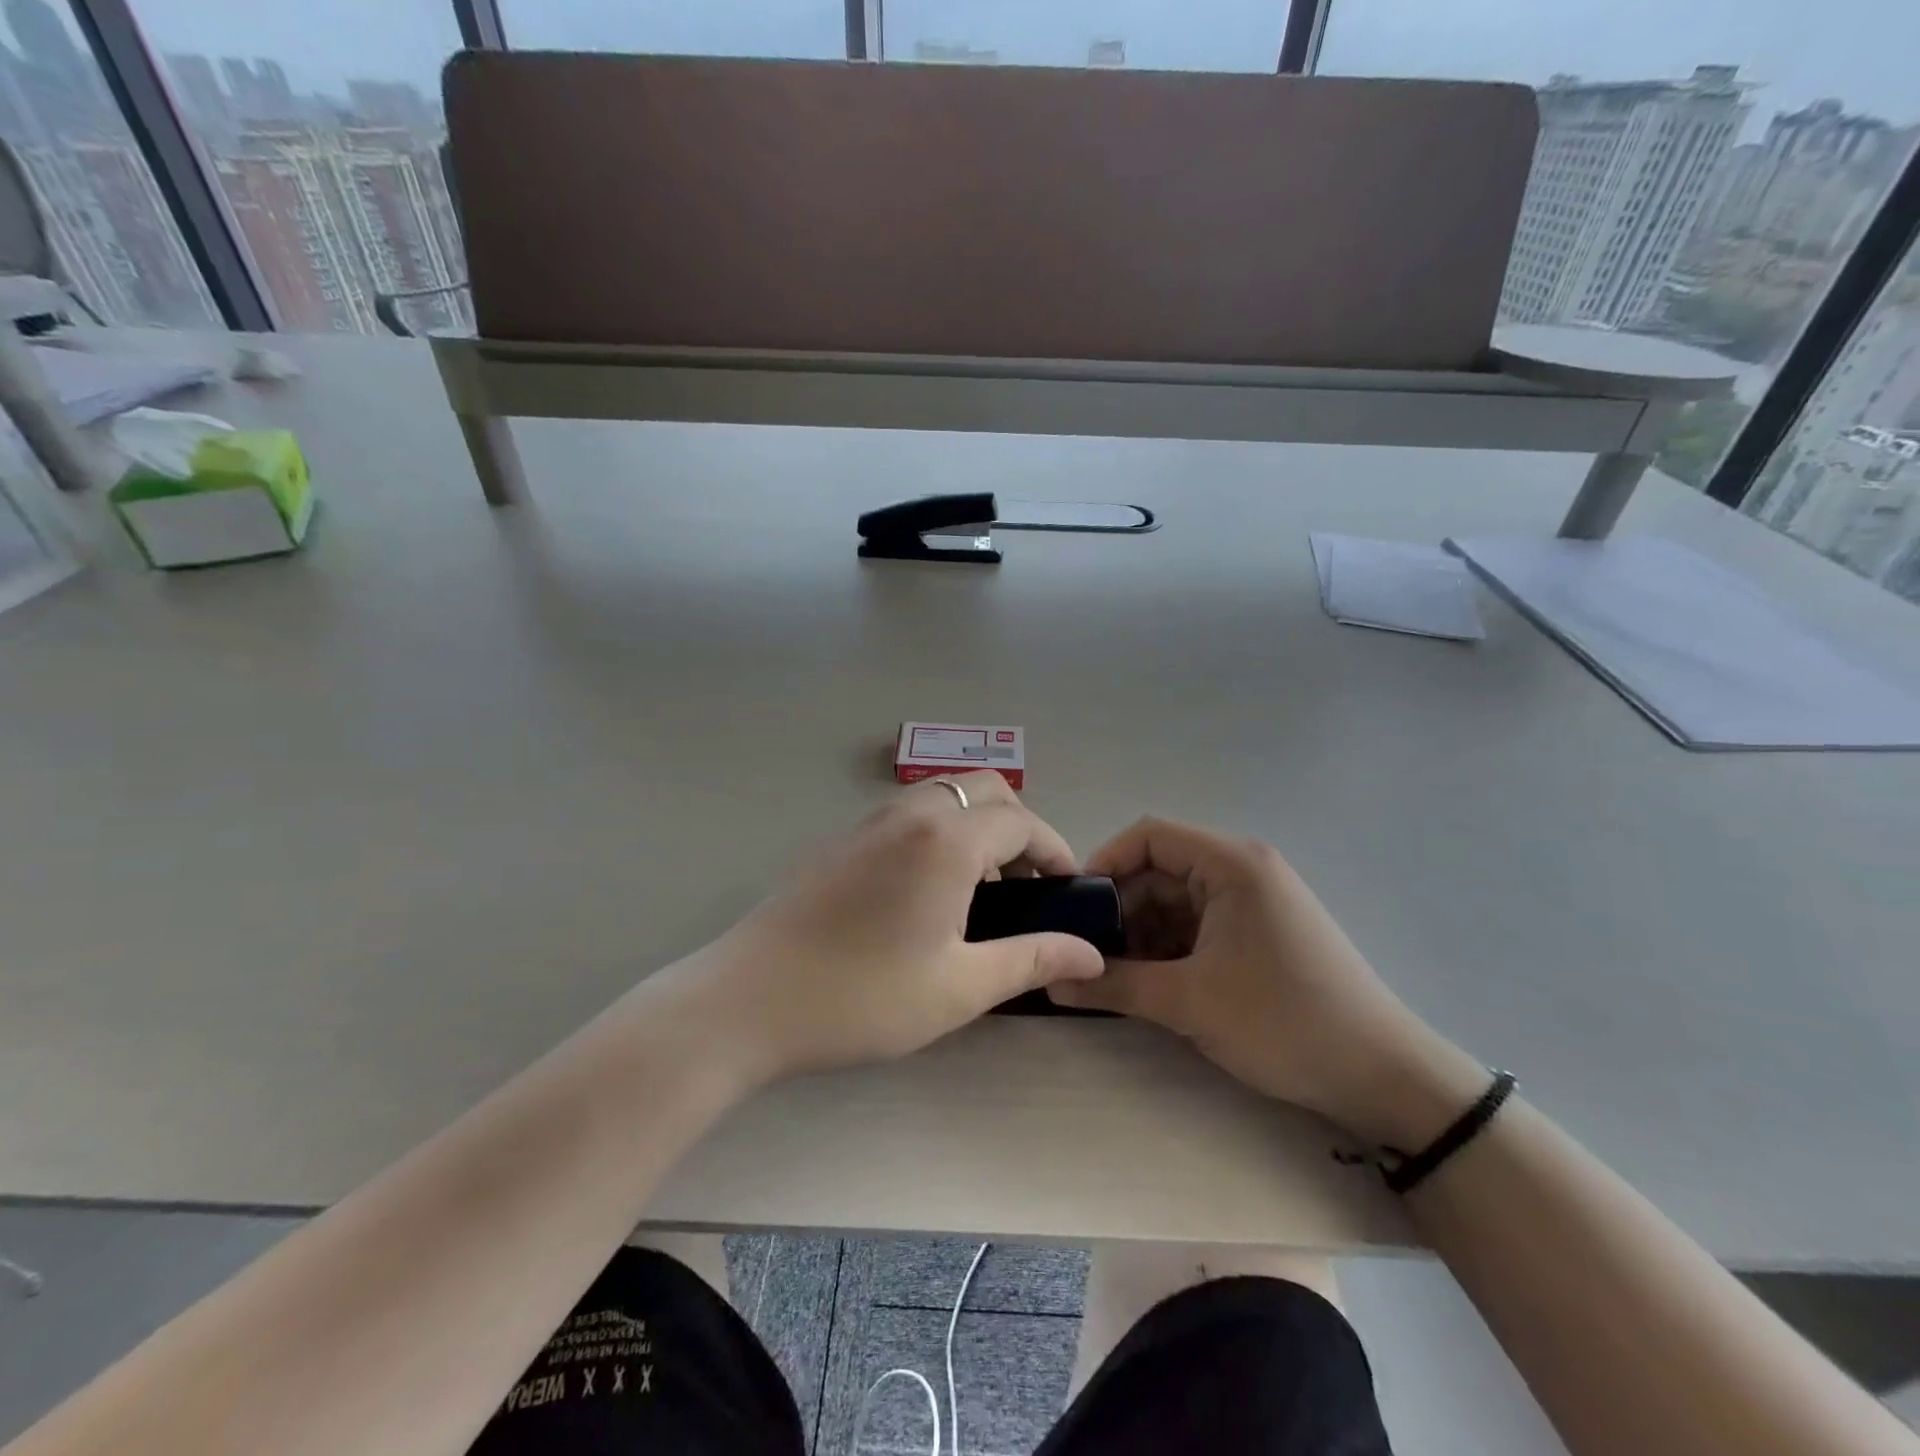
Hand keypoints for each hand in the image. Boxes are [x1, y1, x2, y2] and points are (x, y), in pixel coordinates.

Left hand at [681, 774, 1104, 1084]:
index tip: (1066, 890)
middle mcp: (910, 814)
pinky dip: (940, 832)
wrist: (750, 1000)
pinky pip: (909, 814)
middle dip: (1019, 829)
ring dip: (977, 826)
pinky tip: (928, 891)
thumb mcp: (960, 987)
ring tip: (981, 890)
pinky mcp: (841, 840)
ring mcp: (869, 822)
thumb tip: (1090, 953)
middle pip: (984, 791)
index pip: (1021, 822)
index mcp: (946, 840)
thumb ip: (1032, 958)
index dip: (1054, 851)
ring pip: (944, 797)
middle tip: (1026, 886)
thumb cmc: (863, 996)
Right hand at [1048, 818, 1486, 1147]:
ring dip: (1144, 933)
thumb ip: (1115, 985)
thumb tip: (1053, 981)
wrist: (1383, 1077)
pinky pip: (1200, 925)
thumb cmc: (1284, 1022)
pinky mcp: (1261, 932)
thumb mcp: (1189, 1003)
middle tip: (1089, 952)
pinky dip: (1171, 948)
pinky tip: (1153, 983)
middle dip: (1122, 909)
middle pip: (1161, 869)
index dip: (1105, 863)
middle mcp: (1243, 870)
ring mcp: (1255, 902)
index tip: (1075, 908)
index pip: (1149, 836)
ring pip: (1177, 901)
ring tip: (1115, 975)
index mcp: (1231, 864)